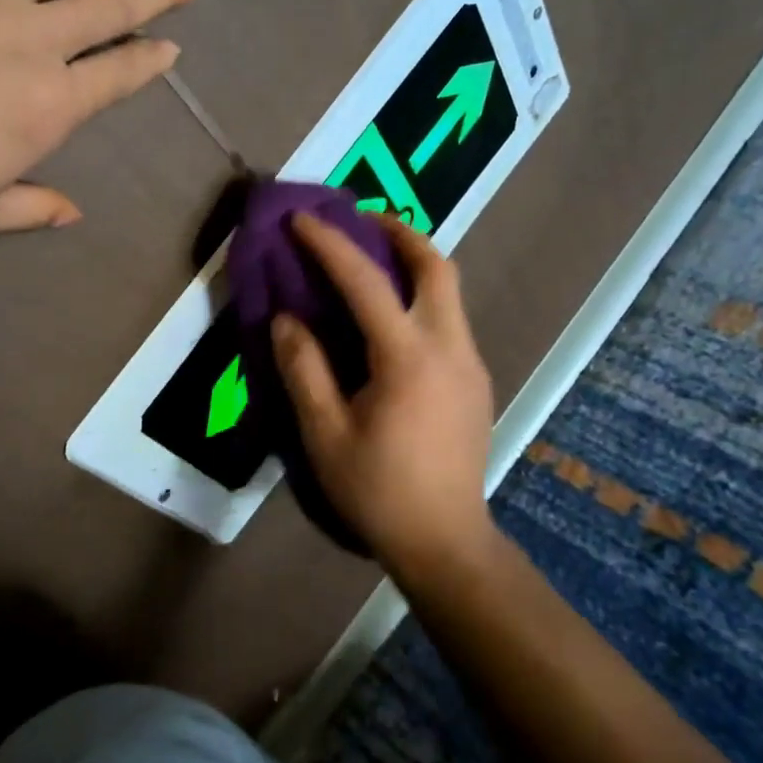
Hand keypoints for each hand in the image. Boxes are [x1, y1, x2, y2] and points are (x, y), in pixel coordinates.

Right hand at [271, 212, 496, 572]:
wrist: (445, 542)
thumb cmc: (378, 490)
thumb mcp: (324, 434)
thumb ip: (304, 370)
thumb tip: (287, 320)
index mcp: (408, 357)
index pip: (366, 281)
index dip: (330, 244)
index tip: (302, 220)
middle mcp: (450, 347)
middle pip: (437, 266)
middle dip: (399, 232)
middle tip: (361, 222)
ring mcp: (471, 364)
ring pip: (450, 292)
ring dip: (414, 263)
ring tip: (373, 263)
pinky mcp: (476, 382)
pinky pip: (449, 320)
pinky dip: (421, 298)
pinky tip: (391, 322)